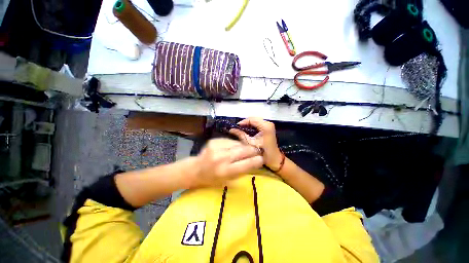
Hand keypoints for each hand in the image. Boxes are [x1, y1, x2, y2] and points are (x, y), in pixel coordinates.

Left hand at [190, 138, 263, 187]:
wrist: (195, 169)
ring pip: (238, 144)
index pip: (247, 164)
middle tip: (257, 151)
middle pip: (244, 150)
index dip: (257, 160)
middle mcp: (221, 158)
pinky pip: (230, 141)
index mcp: (225, 171)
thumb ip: (242, 170)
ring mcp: (217, 147)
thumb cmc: (212, 179)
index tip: (262, 159)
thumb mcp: (228, 181)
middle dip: (253, 150)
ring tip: (245, 149)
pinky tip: (233, 147)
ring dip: (244, 147)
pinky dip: (234, 144)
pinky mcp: (214, 141)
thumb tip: (255, 161)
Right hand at [229, 117, 282, 170]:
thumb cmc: (262, 152)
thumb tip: (232, 129)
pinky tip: (248, 128)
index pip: (252, 120)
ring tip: (242, 127)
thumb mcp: (250, 143)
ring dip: (249, 123)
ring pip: (256, 120)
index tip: (237, 126)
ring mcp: (269, 125)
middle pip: (254, 118)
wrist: (274, 158)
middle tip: (238, 127)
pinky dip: (252, 124)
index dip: (244, 122)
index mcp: (265, 127)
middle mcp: (268, 123)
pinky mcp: (269, 127)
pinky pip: (259, 123)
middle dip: (246, 122)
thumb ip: (241, 135)